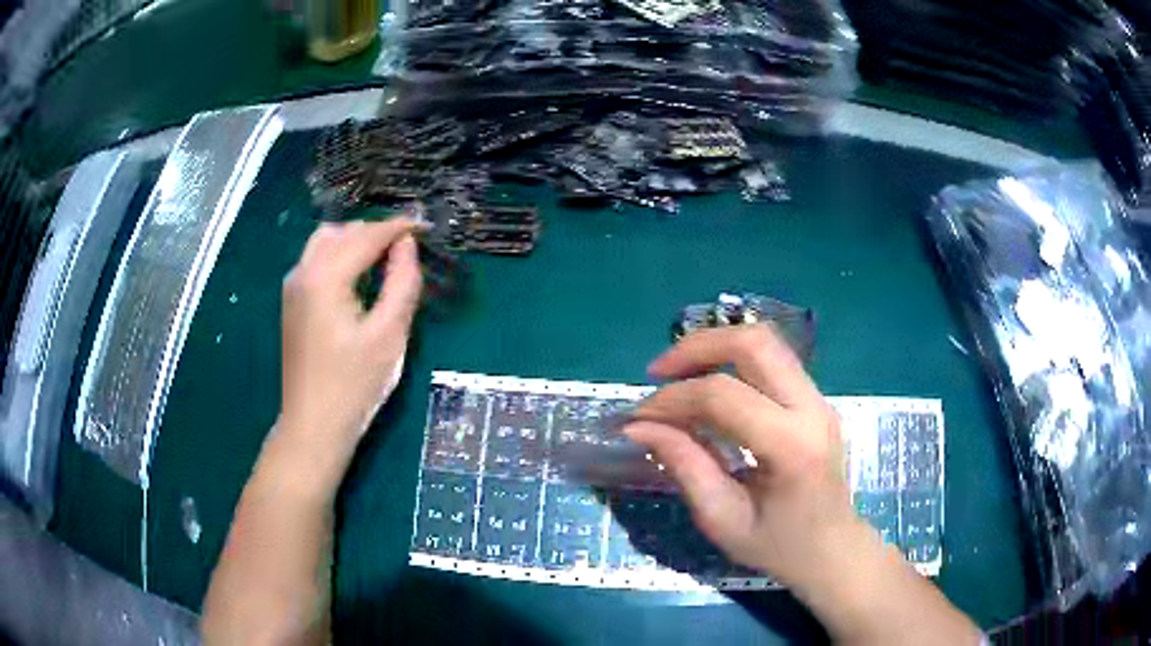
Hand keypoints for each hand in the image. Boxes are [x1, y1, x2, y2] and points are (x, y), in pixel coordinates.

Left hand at [278, 219, 423, 462]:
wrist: (313, 424)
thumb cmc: (354, 385)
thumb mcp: (389, 335)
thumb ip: (402, 283)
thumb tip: (407, 246)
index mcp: (325, 277)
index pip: (366, 236)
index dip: (398, 228)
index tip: (425, 226)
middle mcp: (303, 272)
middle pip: (342, 232)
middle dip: (375, 232)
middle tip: (407, 249)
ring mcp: (292, 287)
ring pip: (324, 243)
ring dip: (355, 242)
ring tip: (384, 260)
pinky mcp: (291, 302)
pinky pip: (316, 261)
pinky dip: (339, 256)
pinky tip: (357, 278)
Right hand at [626, 324, 867, 589]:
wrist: (832, 550)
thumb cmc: (777, 546)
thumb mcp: (722, 518)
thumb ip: (684, 466)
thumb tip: (638, 427)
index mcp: (792, 446)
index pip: (724, 396)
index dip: (673, 400)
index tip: (638, 418)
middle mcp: (812, 408)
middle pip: (754, 343)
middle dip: (697, 347)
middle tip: (658, 373)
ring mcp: (819, 398)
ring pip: (766, 341)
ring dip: (715, 346)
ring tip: (679, 374)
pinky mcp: (815, 398)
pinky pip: (773, 359)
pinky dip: (733, 359)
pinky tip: (709, 384)